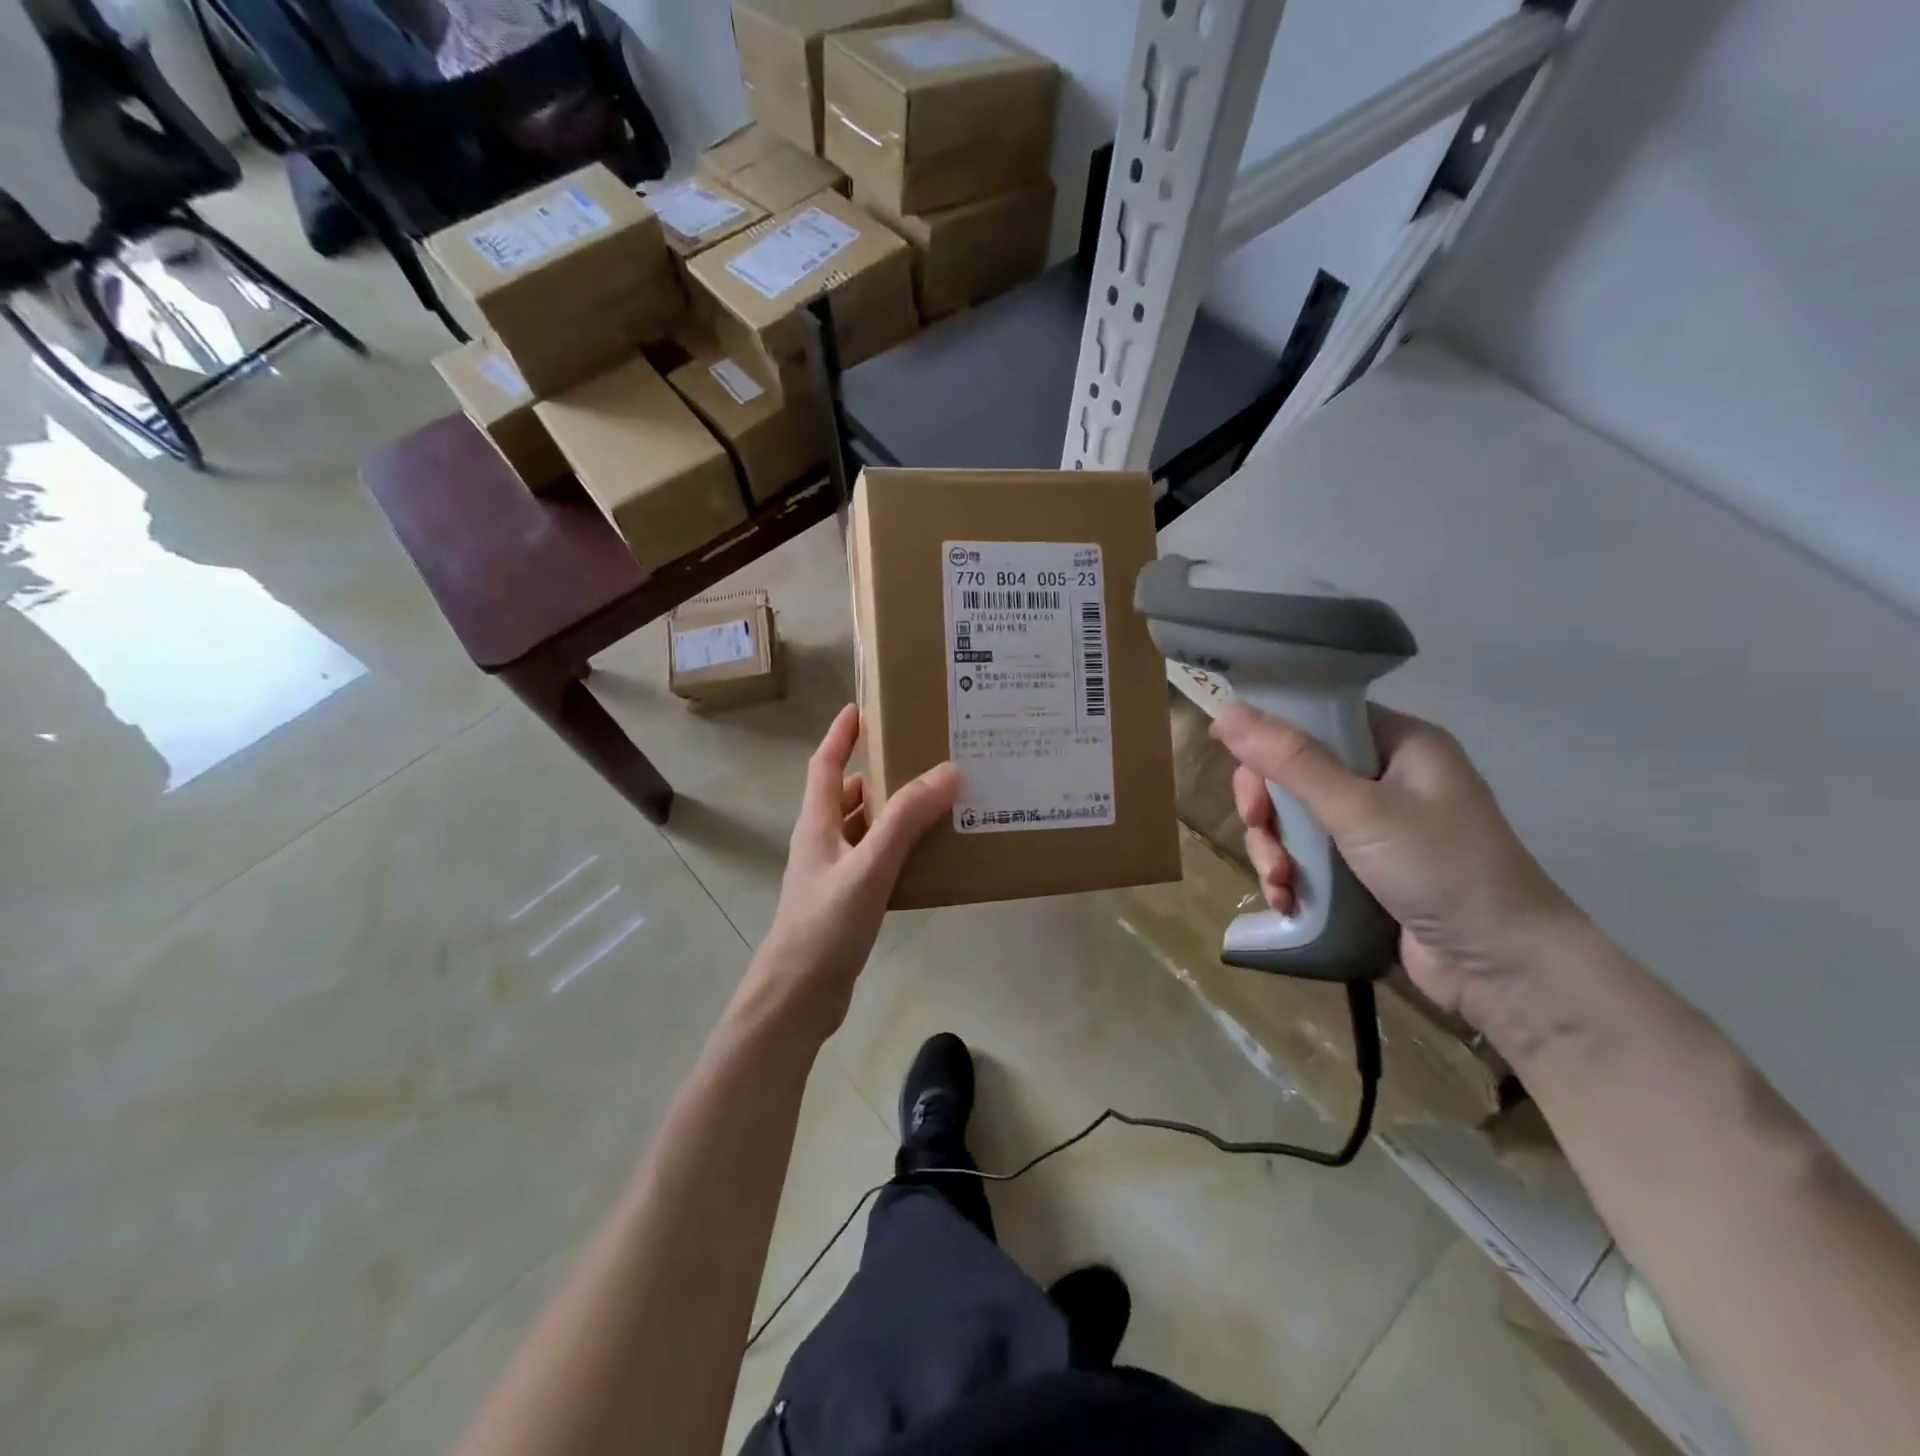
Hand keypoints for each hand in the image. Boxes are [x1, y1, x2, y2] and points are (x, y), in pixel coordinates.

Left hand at [746, 705, 959, 1035]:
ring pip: (865, 829)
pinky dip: (898, 848)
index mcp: (817, 823)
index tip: (860, 707)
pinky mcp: (847, 901)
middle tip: (921, 757)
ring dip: (893, 813)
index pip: (825, 765)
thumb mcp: (869, 865)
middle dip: (878, 773)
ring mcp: (833, 873)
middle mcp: (822, 841)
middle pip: (848, 795)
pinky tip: (929, 855)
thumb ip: (907, 819)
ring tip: (936, 801)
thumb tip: (948, 771)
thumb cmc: (826, 924)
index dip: (840, 735)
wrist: (798, 995)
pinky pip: (875, 860)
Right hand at [1211, 701, 1577, 1024]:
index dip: (1271, 736)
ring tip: (1278, 881)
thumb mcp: (1358, 809)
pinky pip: (1309, 856)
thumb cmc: (1440, 869)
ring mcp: (1378, 826)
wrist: (1505, 968)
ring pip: (1296, 818)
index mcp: (1400, 744)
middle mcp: (1388, 777)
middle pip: (1297, 771)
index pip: (1318, 718)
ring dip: (1274, 848)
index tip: (1236, 762)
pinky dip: (1290, 875)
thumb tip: (1226, 712)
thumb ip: (1290, 760)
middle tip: (1257, 827)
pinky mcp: (1366, 869)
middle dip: (1268, 805)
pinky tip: (1286, 900)